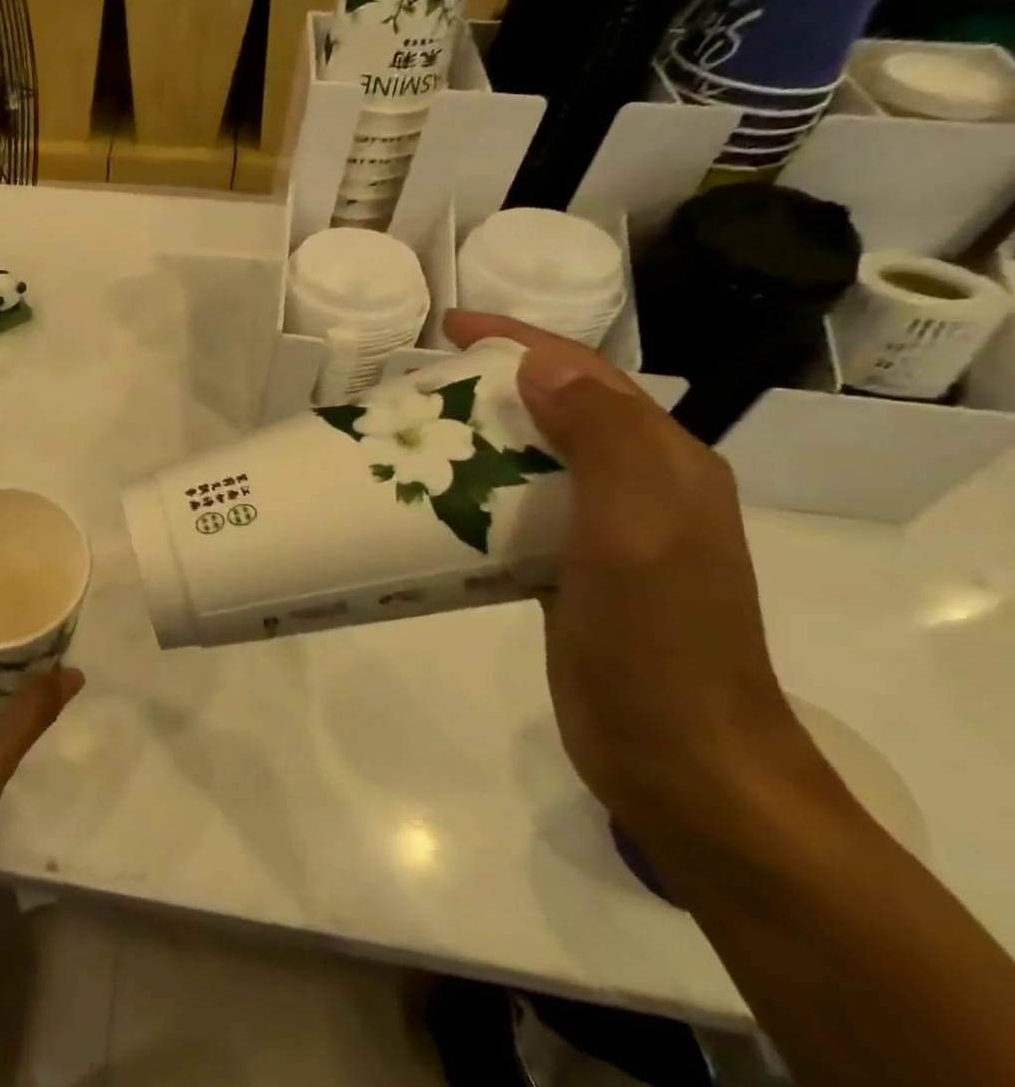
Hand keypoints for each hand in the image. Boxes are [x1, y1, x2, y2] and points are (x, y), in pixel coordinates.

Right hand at [445, 313, 818, 843]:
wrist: (679, 757)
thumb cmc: (658, 639)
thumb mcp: (639, 530)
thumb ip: (603, 440)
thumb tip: (539, 369)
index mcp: (663, 464)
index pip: (585, 376)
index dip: (519, 342)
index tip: (449, 329)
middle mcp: (636, 488)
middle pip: (553, 414)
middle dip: (486, 389)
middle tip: (412, 389)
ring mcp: (602, 535)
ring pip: (528, 464)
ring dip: (473, 443)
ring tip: (407, 440)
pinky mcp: (565, 574)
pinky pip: (511, 514)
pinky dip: (471, 497)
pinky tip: (428, 506)